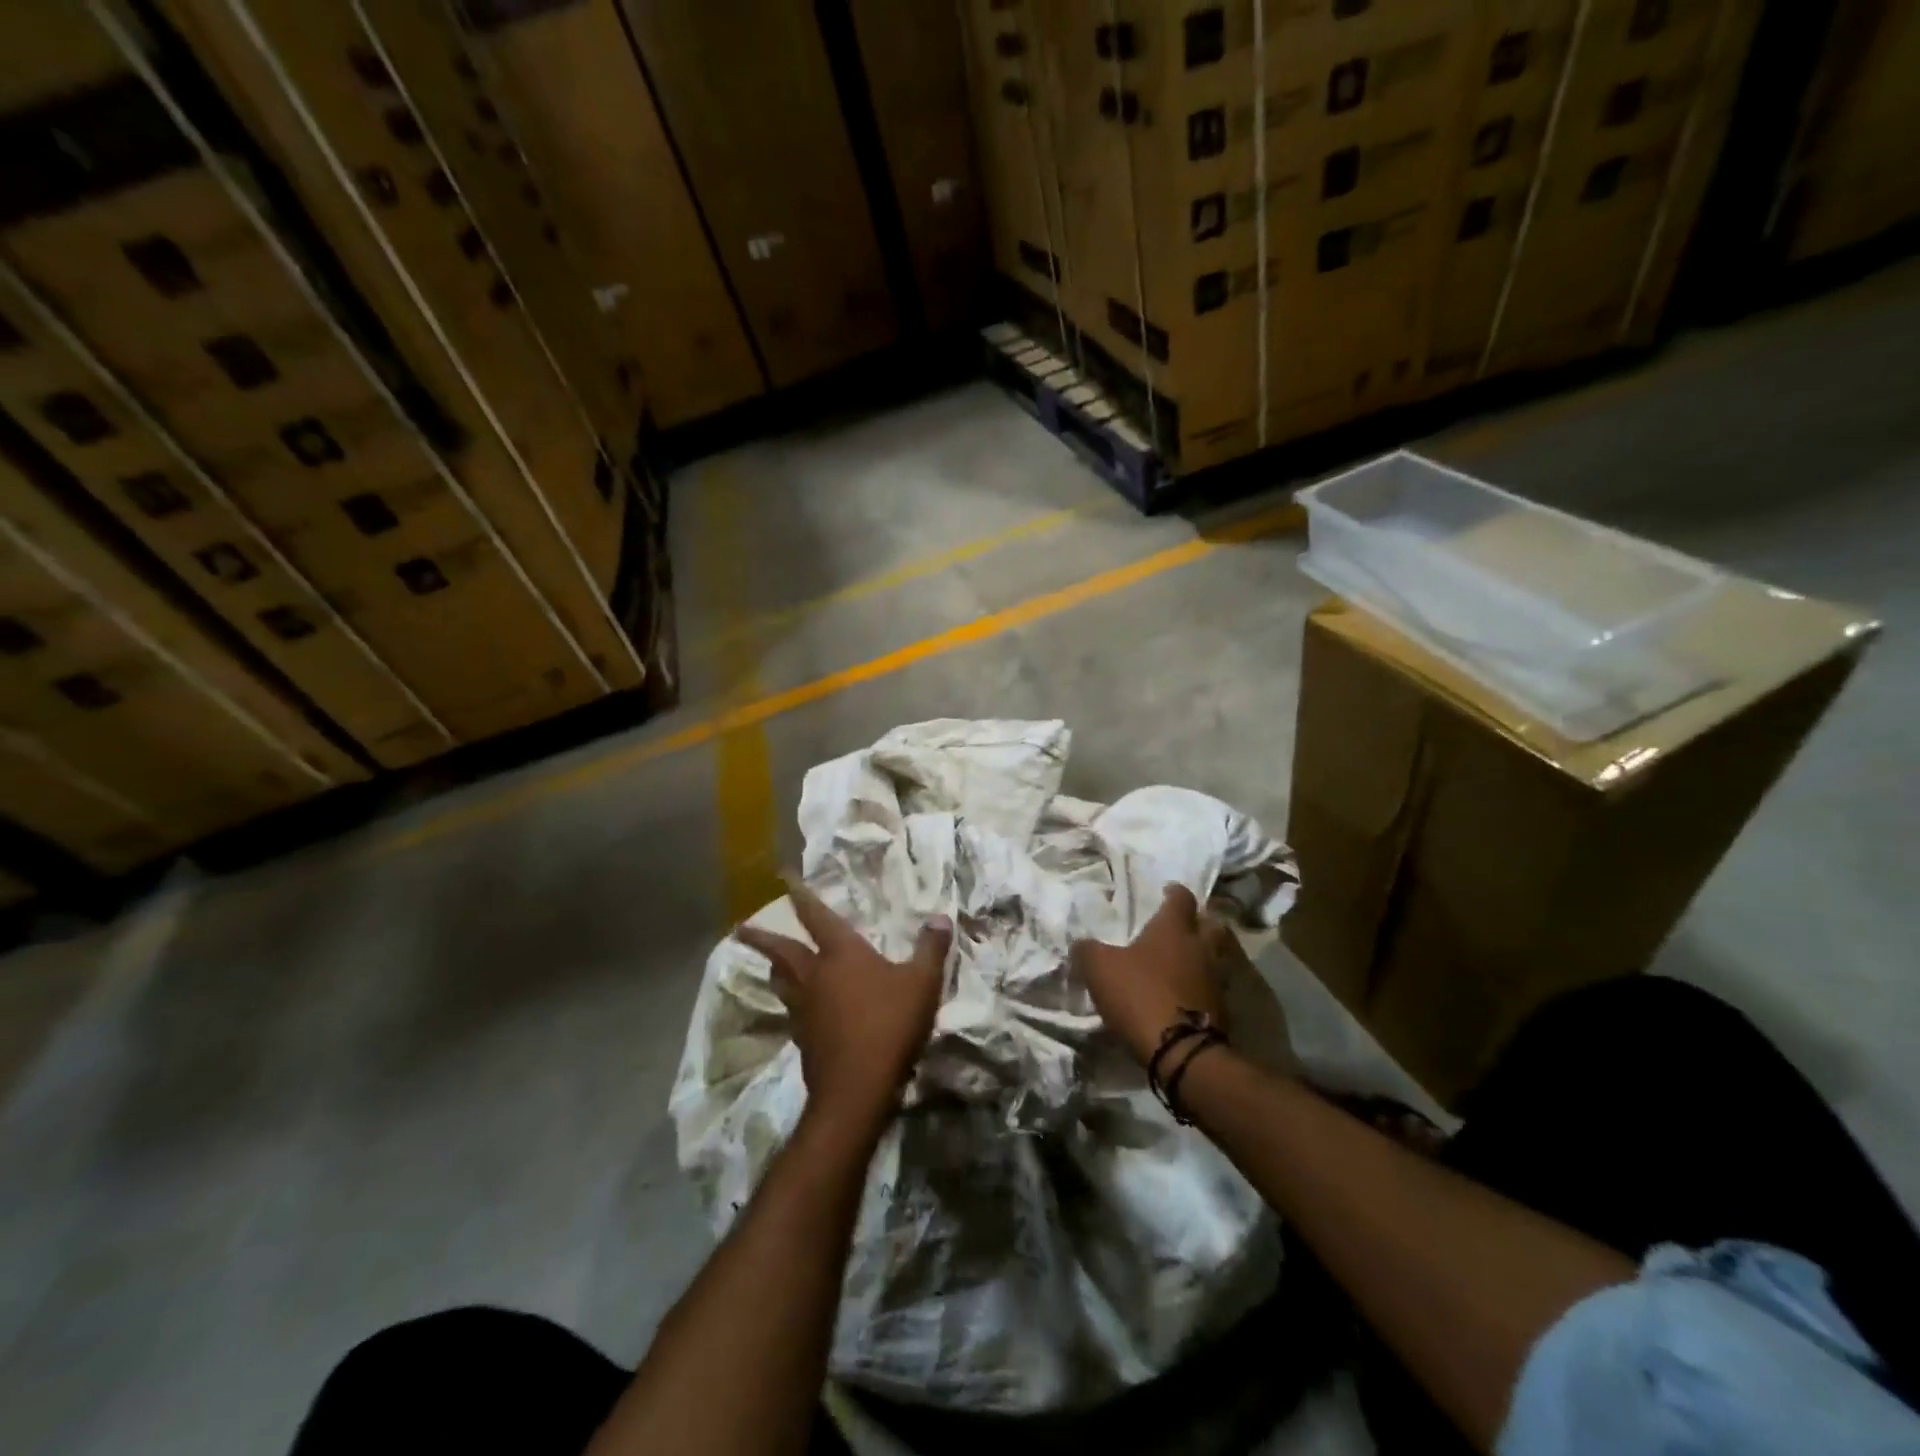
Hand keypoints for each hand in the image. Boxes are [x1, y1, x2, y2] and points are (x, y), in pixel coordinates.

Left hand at [735, 876, 951, 1135]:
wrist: (857, 1088)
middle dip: (762, 938)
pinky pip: (793, 1012)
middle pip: (783, 952)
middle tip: (742, 929)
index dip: (801, 895)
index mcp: (841, 954)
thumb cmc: (889, 1024)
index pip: (817, 916)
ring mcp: (804, 1010)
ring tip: (772, 965)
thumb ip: (931, 948)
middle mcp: (815, 976)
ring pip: (782, 983)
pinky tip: (801, 1010)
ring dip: (775, 970)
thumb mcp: (922, 983)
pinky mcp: (803, 1040)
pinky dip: (792, 1004)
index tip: (782, 876)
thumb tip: (940, 917)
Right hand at [1071, 884, 1220, 1066]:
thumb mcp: (1099, 968)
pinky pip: (1212, 987)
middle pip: (1210, 924)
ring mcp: (1216, 979)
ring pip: (1214, 957)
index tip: (1165, 892)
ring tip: (1180, 962)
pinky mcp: (1221, 1010)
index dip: (1173, 893)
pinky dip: (1200, 986)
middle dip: (1199, 922)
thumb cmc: (1140, 994)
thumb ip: (1088, 950)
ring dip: (1200, 956)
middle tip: (1181, 926)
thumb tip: (1081, 943)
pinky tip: (1183, 994)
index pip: (1181, 897)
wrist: (1181, 1052)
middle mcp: (1201, 947)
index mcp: (1174, 928)